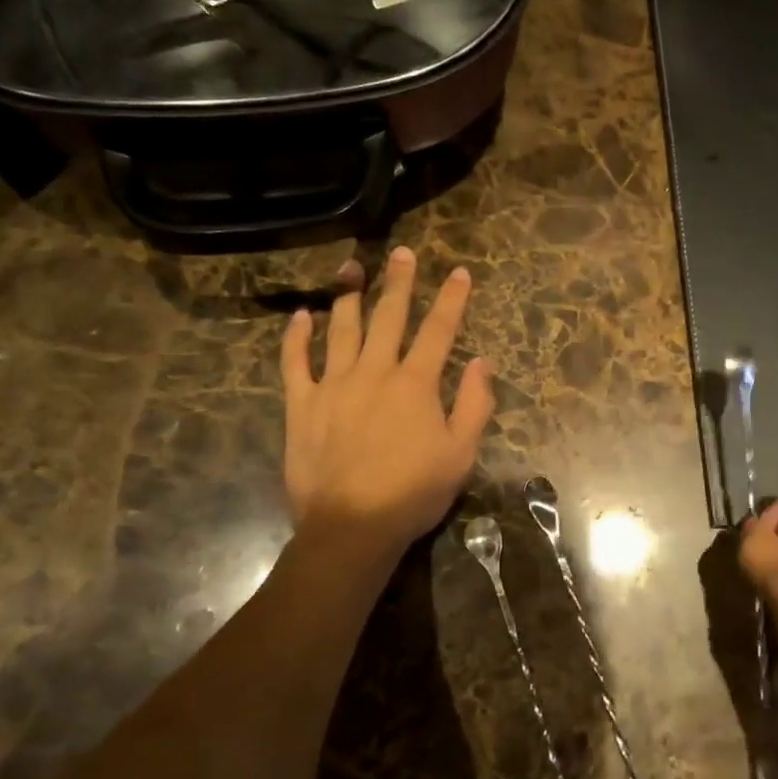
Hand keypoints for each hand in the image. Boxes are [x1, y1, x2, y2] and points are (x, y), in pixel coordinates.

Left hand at [281, 247, 494, 554]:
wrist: (351, 526)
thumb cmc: (413, 492)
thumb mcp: (461, 453)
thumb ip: (475, 404)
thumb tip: (481, 362)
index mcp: (415, 384)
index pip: (438, 330)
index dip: (451, 299)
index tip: (458, 271)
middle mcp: (374, 372)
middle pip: (388, 317)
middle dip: (399, 282)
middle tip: (401, 252)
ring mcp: (333, 385)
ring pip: (341, 329)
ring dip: (348, 295)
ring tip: (351, 266)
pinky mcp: (302, 404)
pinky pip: (296, 362)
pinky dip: (297, 337)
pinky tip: (302, 316)